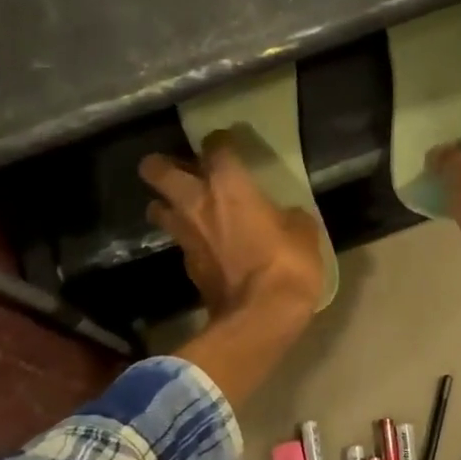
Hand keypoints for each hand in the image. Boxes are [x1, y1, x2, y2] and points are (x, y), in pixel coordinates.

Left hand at [140, 135, 325, 322]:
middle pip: (157, 171)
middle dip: (161, 165)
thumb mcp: (303, 232)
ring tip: (186, 207)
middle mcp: (197, 203)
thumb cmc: (287, 264)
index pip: (215, 147)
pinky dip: (186, 236)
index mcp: (229, 185)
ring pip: (157, 208)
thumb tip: (283, 216)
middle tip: (180, 168)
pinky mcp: (187, 264)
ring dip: (167, 204)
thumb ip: (288, 215)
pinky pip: (178, 239)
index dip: (219, 141)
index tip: (227, 142)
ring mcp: (186, 235)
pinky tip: (203, 241)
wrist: (259, 318)